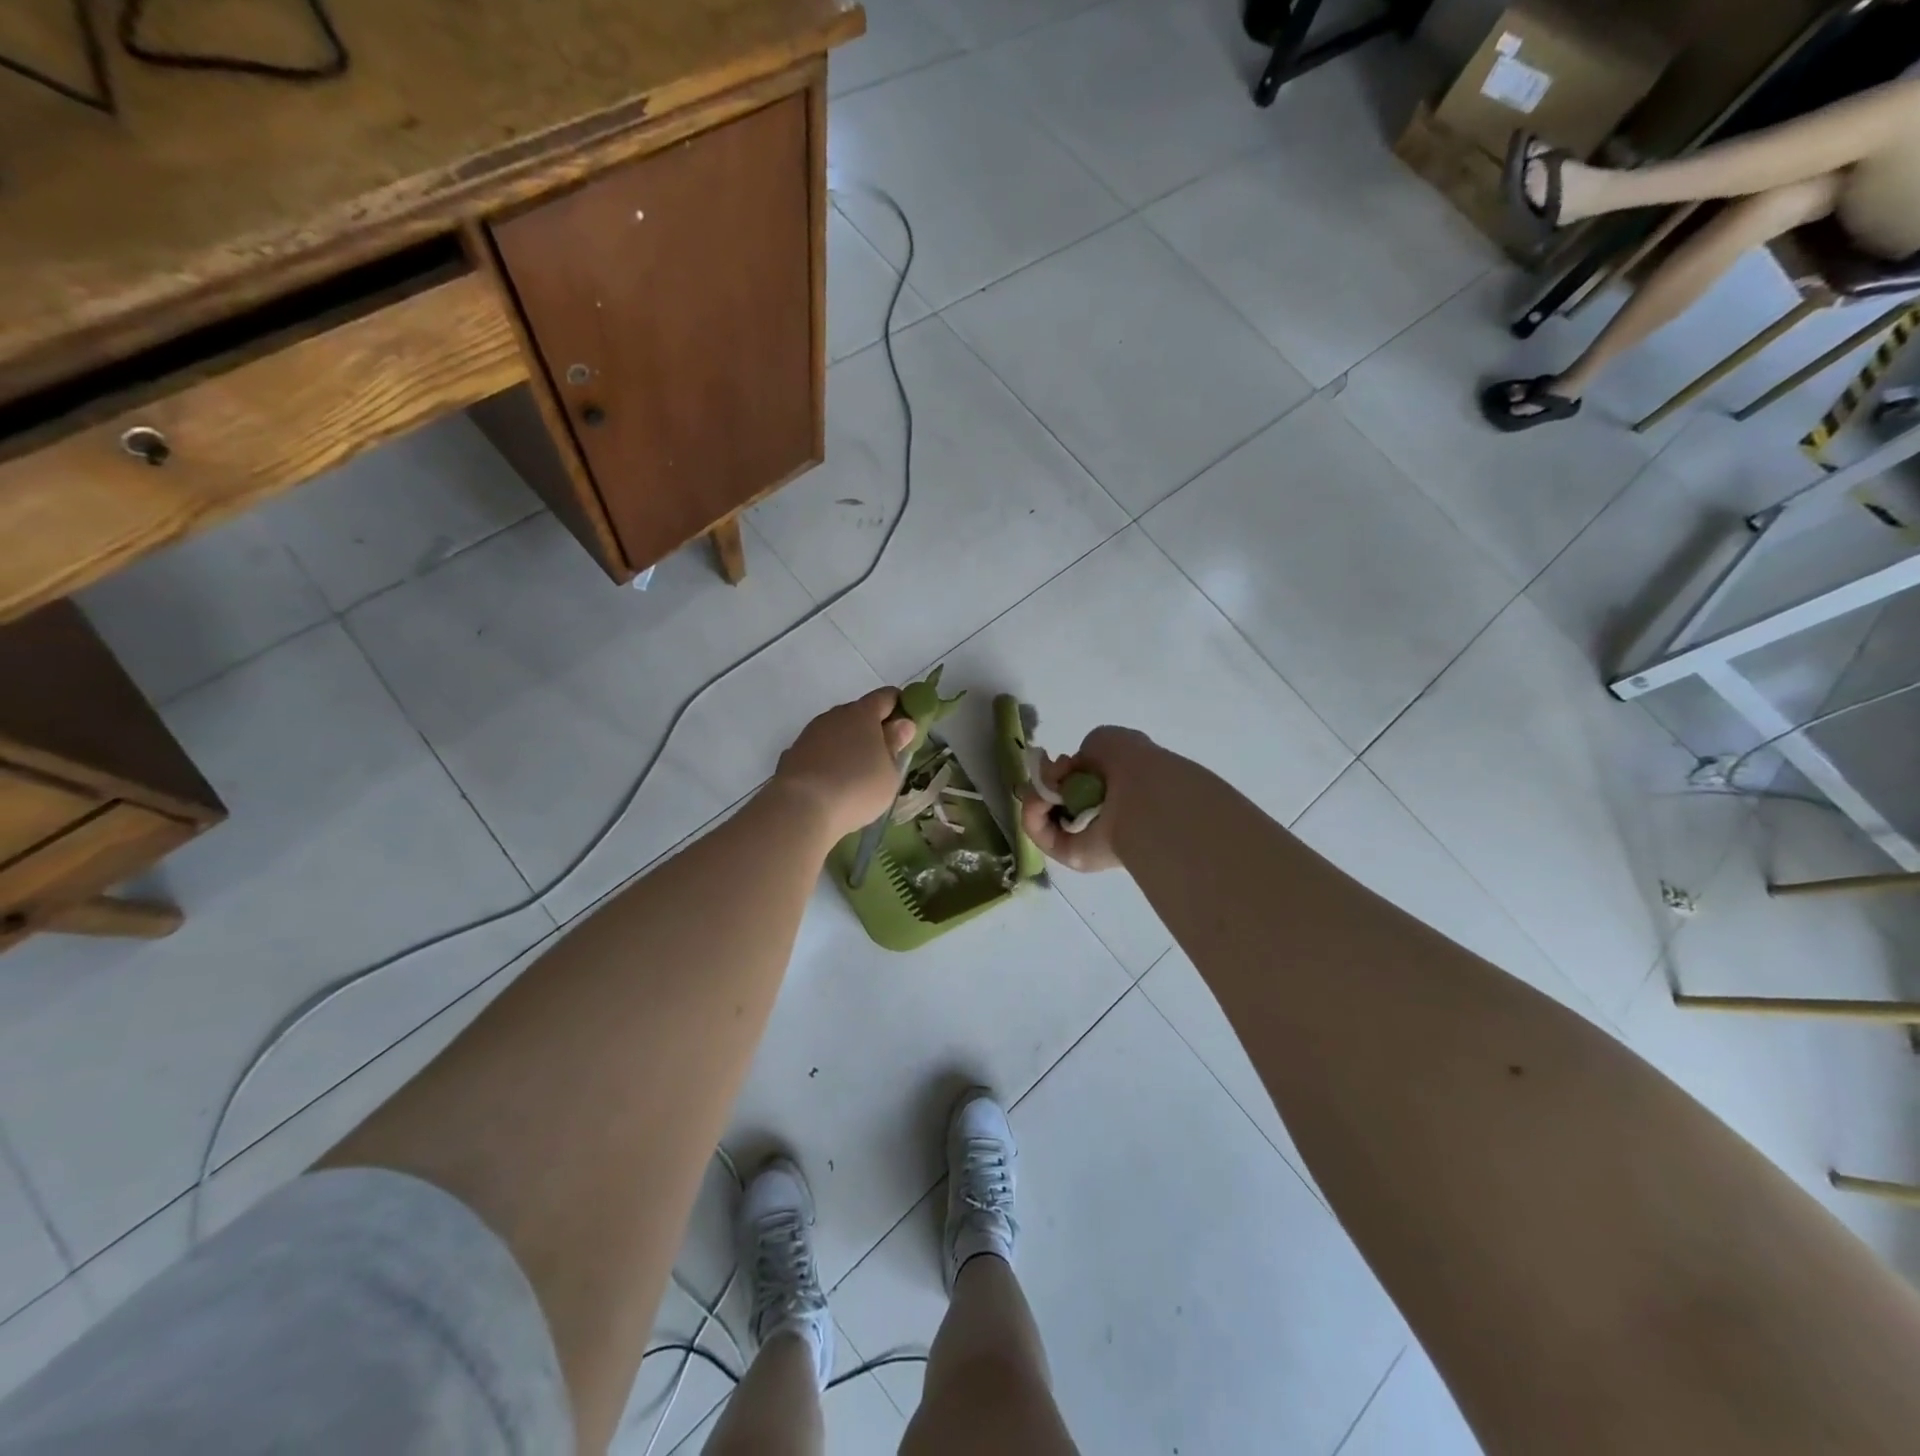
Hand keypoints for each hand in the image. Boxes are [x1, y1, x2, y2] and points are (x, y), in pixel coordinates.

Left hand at [773, 689, 917, 841]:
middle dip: (873, 728)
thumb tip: (902, 724)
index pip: (887, 696)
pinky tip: (831, 783)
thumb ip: (896, 745)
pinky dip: (828, 760)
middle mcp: (834, 715)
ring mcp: (810, 733)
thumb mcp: (889, 773)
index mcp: (863, 713)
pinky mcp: (793, 753)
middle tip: (884, 755)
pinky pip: (818, 751)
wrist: (801, 808)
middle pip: (859, 713)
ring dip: (848, 745)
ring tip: (857, 773)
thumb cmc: (857, 788)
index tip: (908, 725)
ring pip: (836, 732)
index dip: (900, 706)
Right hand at [1019, 725, 1154, 873]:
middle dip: (1046, 784)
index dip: (1064, 770)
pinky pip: (1042, 834)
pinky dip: (1033, 814)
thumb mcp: (1104, 740)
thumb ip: (1082, 755)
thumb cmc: (1130, 764)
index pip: (1081, 781)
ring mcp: (1088, 836)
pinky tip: (1039, 801)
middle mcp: (1104, 813)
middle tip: (1049, 775)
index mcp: (1118, 786)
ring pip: (1047, 817)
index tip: (1061, 762)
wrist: (1143, 797)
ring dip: (1036, 798)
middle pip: (1060, 800)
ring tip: (1043, 788)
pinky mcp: (1072, 856)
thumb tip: (1068, 773)